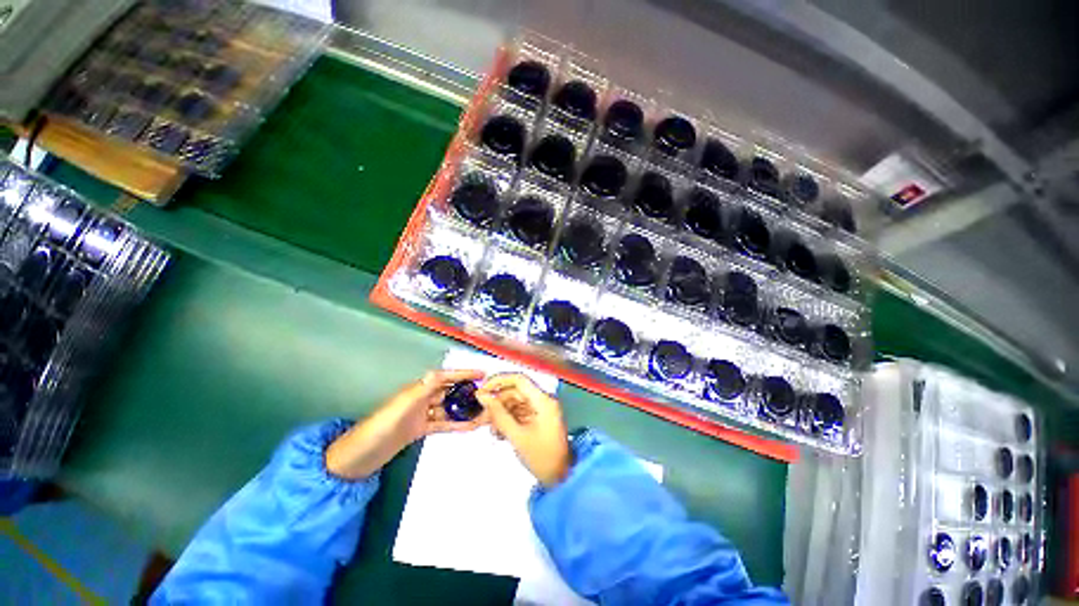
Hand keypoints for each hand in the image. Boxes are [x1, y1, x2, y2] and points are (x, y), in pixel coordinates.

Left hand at [325, 369, 486, 478]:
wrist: (359, 457)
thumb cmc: (379, 429)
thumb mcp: (401, 408)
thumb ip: (420, 391)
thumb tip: (437, 372)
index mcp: (417, 390)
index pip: (445, 377)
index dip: (463, 374)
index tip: (482, 374)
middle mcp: (421, 398)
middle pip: (449, 391)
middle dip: (467, 391)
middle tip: (488, 396)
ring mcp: (421, 414)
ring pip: (449, 408)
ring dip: (464, 409)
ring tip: (483, 412)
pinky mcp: (420, 429)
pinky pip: (443, 423)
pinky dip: (456, 424)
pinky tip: (470, 426)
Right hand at [477, 373, 570, 485]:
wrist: (561, 478)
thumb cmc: (542, 457)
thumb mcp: (517, 436)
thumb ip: (498, 414)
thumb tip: (481, 396)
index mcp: (543, 400)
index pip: (519, 380)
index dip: (498, 381)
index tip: (482, 390)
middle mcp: (543, 400)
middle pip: (515, 392)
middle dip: (497, 403)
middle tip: (481, 417)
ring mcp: (541, 409)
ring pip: (515, 403)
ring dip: (501, 414)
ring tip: (493, 431)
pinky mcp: (538, 418)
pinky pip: (519, 412)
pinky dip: (508, 420)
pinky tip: (500, 433)